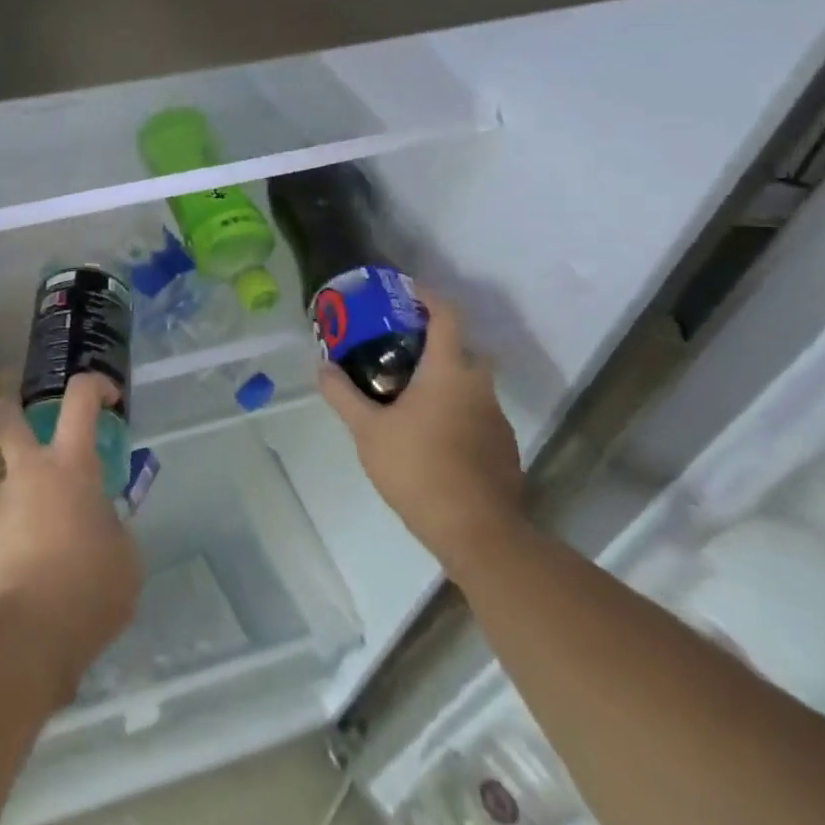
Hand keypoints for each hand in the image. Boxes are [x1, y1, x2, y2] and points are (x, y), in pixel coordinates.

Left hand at [0, 375, 142, 701]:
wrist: (26, 636)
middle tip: (32, 418)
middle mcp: (29, 472)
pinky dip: (18, 526)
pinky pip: (3, 518)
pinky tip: (37, 558)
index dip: (95, 386)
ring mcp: (0, 504)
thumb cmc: (88, 587)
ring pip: (3, 473)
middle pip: (10, 418)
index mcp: (70, 464)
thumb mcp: (125, 557)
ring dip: (20, 481)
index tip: (108, 397)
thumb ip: (113, 527)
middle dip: (16, 408)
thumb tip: (100, 525)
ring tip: (46, 516)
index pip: (80, 399)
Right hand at [316, 284, 526, 577]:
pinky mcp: (503, 450)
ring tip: (405, 391)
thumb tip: (322, 367)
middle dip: (433, 340)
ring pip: (469, 383)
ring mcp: (496, 420)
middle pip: (462, 348)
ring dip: (442, 378)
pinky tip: (427, 433)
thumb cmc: (419, 468)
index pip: (447, 315)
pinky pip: (475, 414)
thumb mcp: (367, 430)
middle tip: (398, 346)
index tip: (405, 290)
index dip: (428, 296)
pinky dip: (453, 410)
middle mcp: (479, 387)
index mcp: (449, 372)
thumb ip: (342, 395)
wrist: (480, 534)